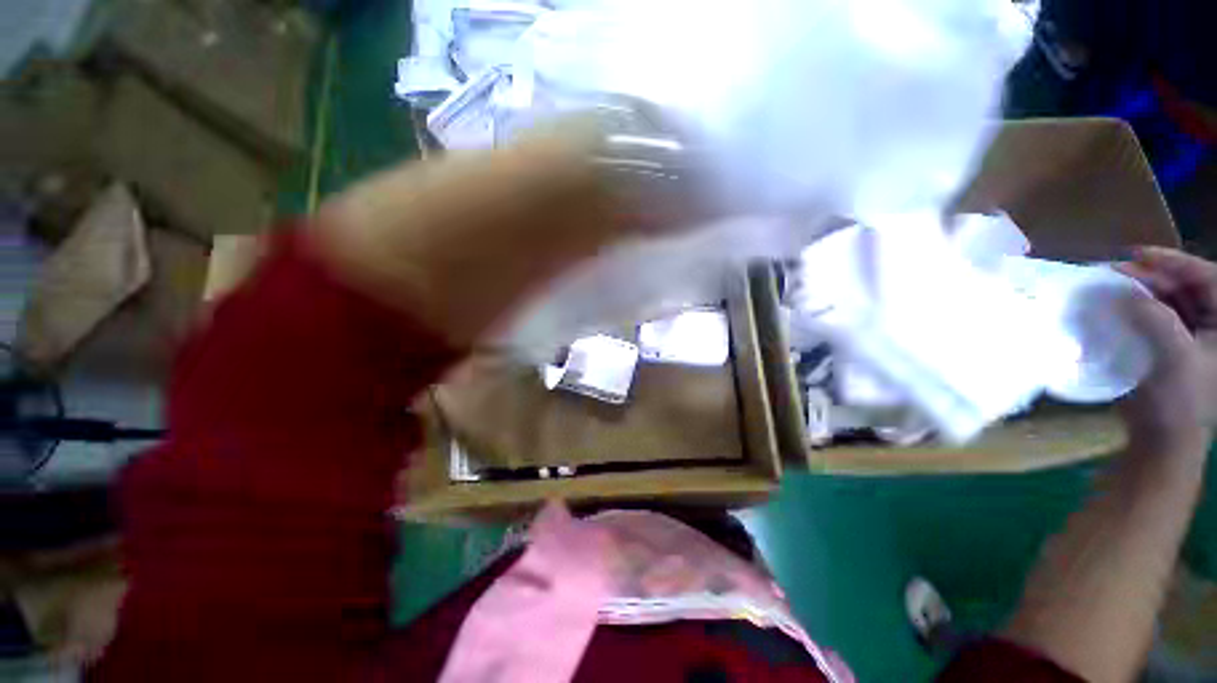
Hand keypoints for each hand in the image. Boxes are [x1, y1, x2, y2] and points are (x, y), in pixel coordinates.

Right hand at [1116, 247, 1216, 456]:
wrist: (1164, 441)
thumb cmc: (1180, 401)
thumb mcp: (1175, 358)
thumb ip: (1155, 320)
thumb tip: (1122, 290)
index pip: (1208, 279)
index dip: (1175, 262)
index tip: (1136, 254)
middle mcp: (1214, 326)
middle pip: (1187, 286)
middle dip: (1154, 276)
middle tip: (1116, 271)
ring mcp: (1194, 337)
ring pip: (1170, 301)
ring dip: (1143, 291)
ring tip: (1113, 285)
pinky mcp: (1172, 347)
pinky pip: (1157, 318)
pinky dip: (1138, 309)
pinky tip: (1118, 307)